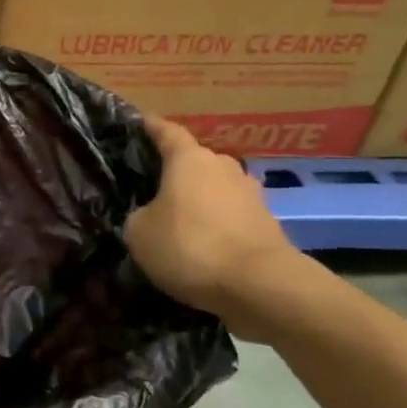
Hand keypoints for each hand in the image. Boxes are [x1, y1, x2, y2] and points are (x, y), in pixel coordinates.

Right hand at [124, 114, 297, 321]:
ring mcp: (251, 195)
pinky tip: (203, 244)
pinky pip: (232, 217)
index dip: (151, 127)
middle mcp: (223, 167)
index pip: (167, 132)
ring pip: (216, 189)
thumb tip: (150, 215)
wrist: (261, 286)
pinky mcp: (267, 225)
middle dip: (176, 171)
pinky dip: (217, 225)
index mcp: (190, 159)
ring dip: (199, 200)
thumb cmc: (190, 246)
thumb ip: (140, 215)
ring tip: (179, 218)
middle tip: (153, 185)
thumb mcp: (139, 232)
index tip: (139, 121)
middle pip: (195, 161)